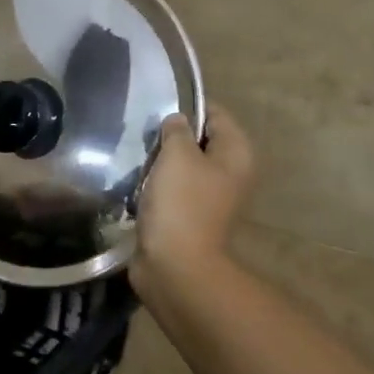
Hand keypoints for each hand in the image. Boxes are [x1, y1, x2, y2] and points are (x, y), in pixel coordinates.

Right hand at [132, 107, 253, 305]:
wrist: (175, 264)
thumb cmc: (180, 203)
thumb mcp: (177, 155)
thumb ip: (176, 130)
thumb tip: (177, 121)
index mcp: (236, 154)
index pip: (216, 114)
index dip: (188, 108)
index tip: (157, 111)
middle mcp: (229, 173)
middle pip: (199, 141)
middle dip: (170, 138)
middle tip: (144, 138)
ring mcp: (209, 197)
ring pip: (182, 166)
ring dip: (159, 164)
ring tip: (137, 161)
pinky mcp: (188, 216)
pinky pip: (171, 190)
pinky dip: (155, 187)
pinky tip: (137, 186)